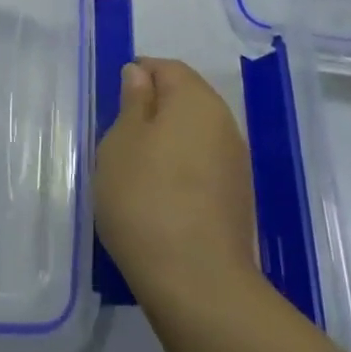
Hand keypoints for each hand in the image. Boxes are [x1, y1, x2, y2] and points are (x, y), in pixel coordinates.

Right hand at [94, 58, 259, 308]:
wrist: (198, 284)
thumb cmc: (146, 198)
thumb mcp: (121, 142)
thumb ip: (133, 102)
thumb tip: (141, 75)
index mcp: (196, 100)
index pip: (168, 67)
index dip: (138, 75)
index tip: (113, 100)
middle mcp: (224, 124)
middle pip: (185, 99)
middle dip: (152, 109)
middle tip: (118, 136)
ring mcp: (235, 164)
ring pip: (194, 135)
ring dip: (166, 141)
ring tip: (134, 169)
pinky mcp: (236, 199)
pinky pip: (202, 166)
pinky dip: (180, 169)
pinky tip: (158, 196)